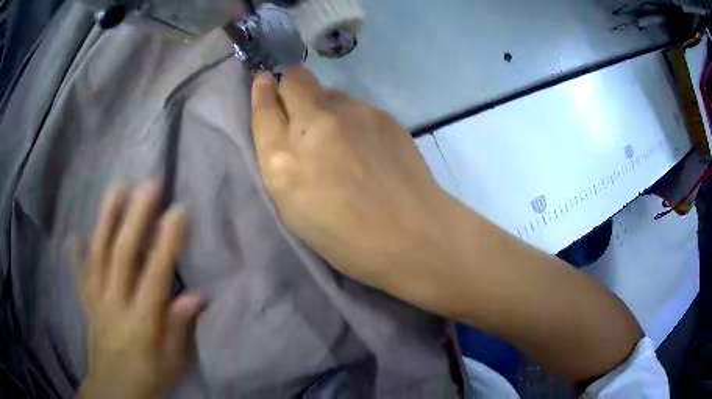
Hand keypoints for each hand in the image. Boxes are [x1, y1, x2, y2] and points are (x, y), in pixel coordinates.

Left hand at [77, 182, 202, 398]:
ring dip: (106, 219)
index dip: (167, 242)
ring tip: (116, 188)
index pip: (155, 275)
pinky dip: (76, 254)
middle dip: (136, 217)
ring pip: (98, 254)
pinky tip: (74, 234)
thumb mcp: (171, 361)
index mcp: (141, 321)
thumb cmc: (147, 378)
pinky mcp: (86, 303)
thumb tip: (196, 294)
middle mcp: (115, 303)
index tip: (179, 211)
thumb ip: (178, 326)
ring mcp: (96, 300)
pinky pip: (80, 275)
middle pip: (122, 255)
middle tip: (149, 184)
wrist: (113, 391)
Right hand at [251, 68, 451, 291]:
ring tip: (342, 138)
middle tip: (298, 102)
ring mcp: (352, 114)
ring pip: (328, 91)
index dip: (261, 92)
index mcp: (283, 161)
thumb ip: (281, 164)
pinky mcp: (382, 114)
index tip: (263, 82)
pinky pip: (356, 105)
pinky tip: (368, 145)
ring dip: (324, 106)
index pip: (264, 110)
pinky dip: (352, 118)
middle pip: (294, 79)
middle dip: (291, 85)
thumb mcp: (294, 210)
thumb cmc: (347, 238)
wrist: (411, 235)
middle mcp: (314, 125)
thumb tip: (287, 130)